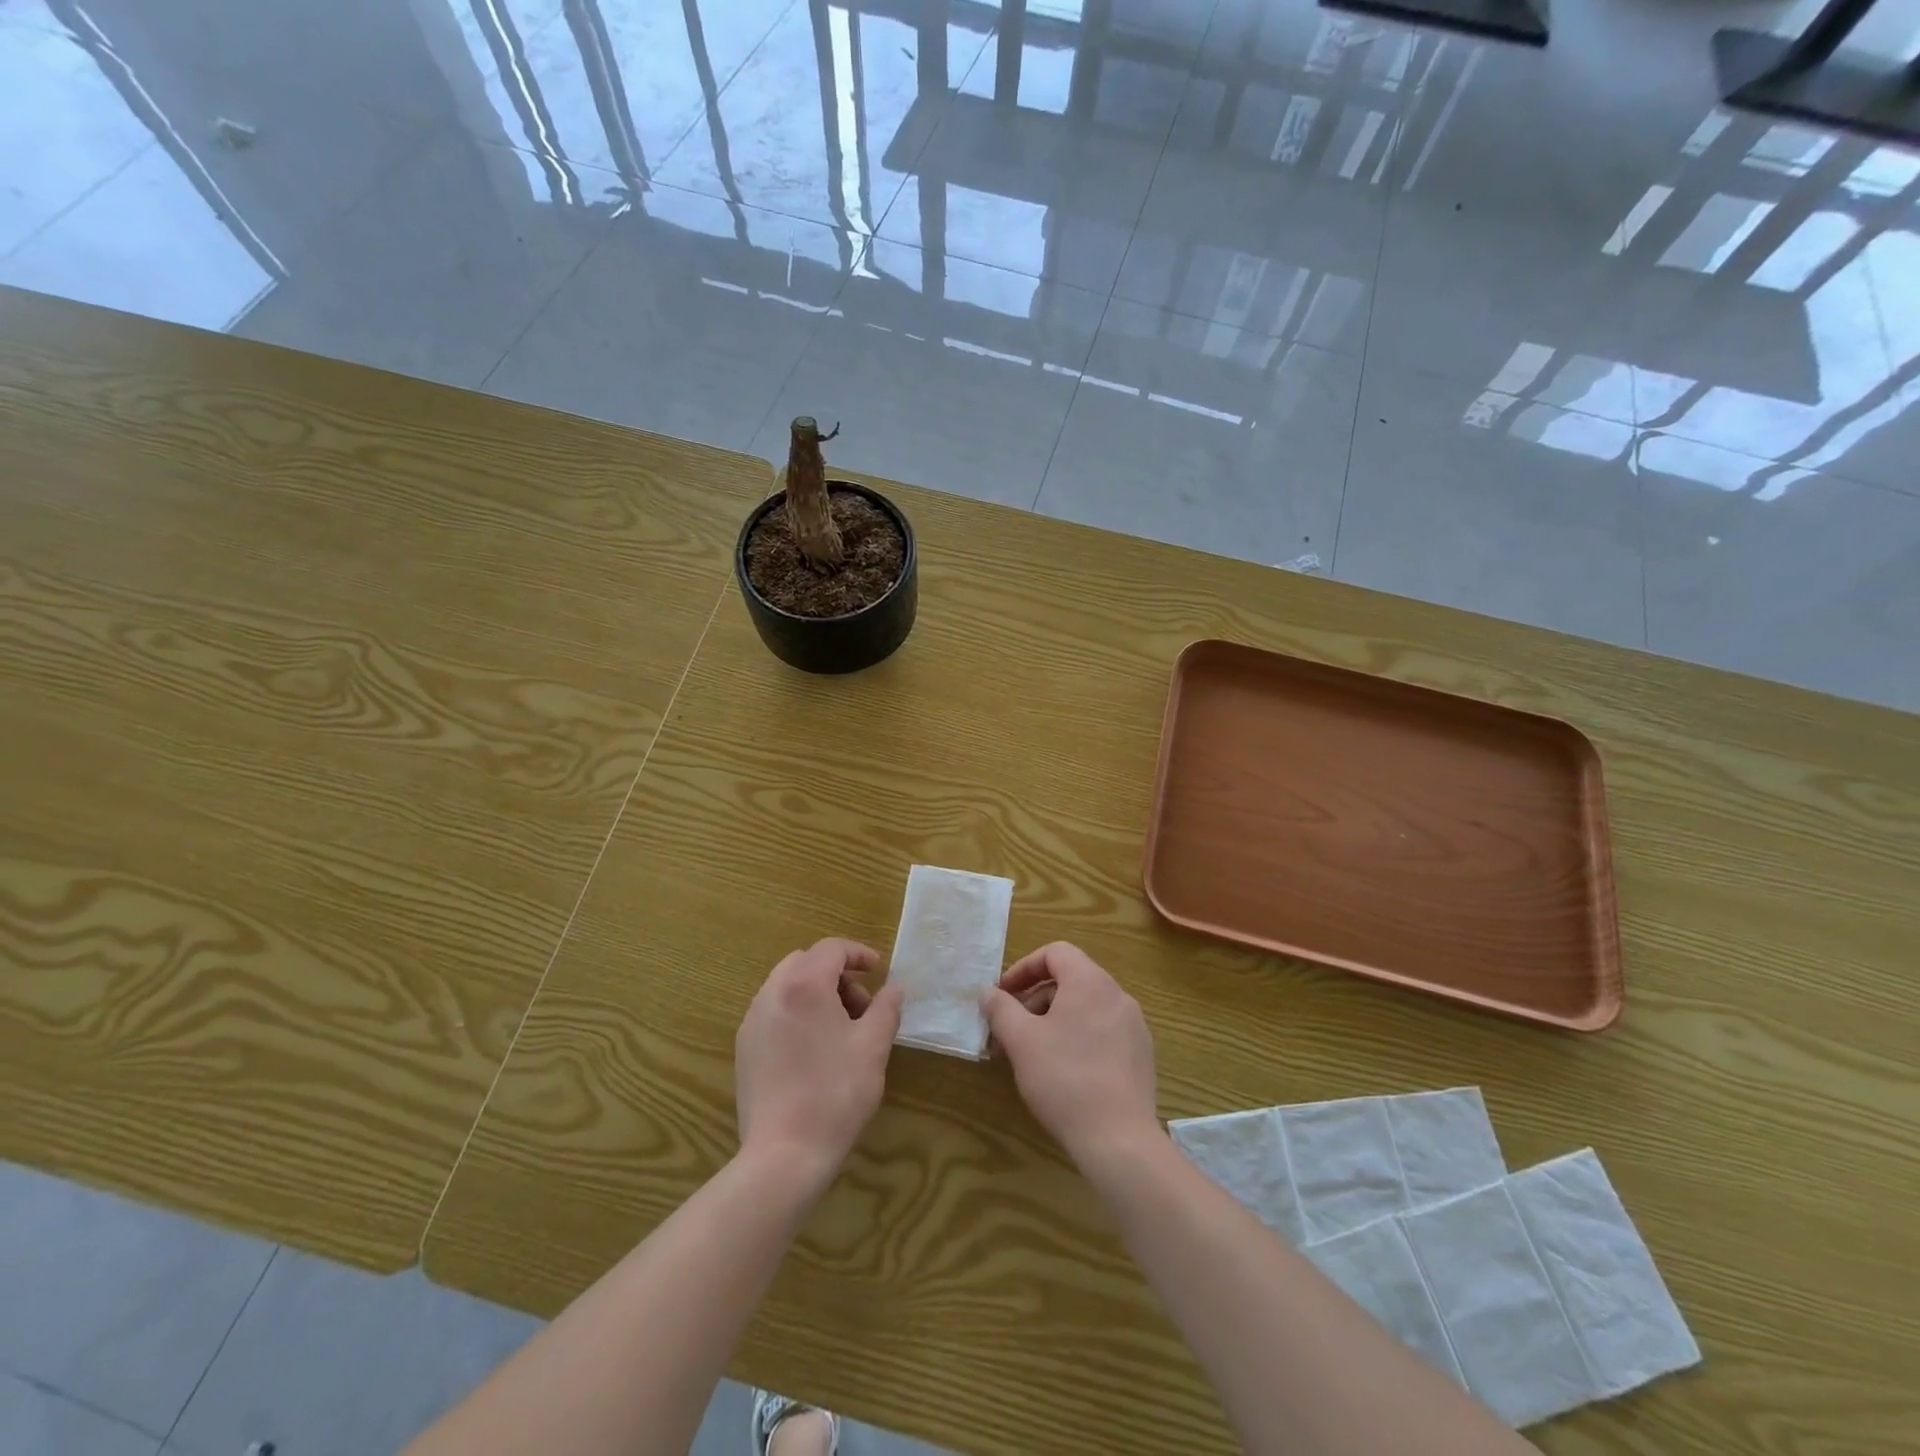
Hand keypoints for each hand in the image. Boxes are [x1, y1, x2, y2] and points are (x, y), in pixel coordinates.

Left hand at [735, 938, 902, 1182]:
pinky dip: (797, 1013)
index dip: (858, 954)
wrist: (785, 1154)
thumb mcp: (873, 1046)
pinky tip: (815, 1050)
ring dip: (816, 993)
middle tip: (861, 1004)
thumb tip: (894, 988)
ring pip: (786, 986)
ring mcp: (752, 1022)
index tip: (879, 971)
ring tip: (841, 1029)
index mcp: (803, 985)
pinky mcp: (744, 1049)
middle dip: (836, 974)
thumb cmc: (836, 1092)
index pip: (831, 949)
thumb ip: (886, 1008)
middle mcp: (771, 994)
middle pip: (805, 962)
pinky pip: (773, 1012)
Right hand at [984, 942, 1159, 1168]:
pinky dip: (1078, 1037)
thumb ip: (1001, 1009)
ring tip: (1032, 1054)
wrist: (1119, 1140)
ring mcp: (1134, 1026)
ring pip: (1085, 1007)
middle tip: (1011, 1031)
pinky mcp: (1141, 1055)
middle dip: (1035, 999)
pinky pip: (1103, 1031)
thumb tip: (987, 992)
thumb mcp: (1021, 1041)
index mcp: (1091, 982)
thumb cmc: (1064, 1079)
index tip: (1003, 995)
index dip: (1024, 968)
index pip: (1055, 953)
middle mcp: (1117, 995)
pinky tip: (1063, 1072)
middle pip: (1070, 980)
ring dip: (1054, 1020)